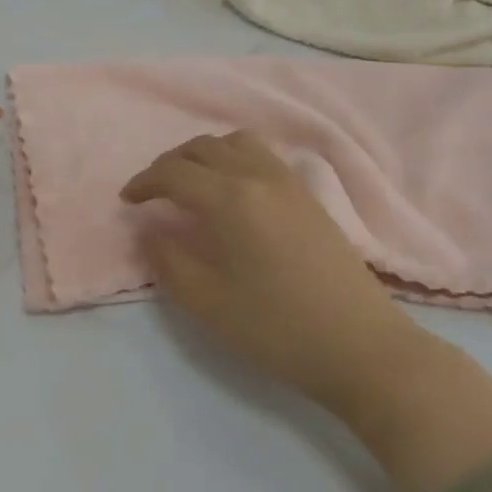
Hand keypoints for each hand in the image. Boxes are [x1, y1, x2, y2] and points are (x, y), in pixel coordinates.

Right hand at [122, 130, 491, 491]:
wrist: (363, 348)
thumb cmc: (278, 329)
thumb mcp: (208, 303)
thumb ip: (168, 260)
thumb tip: (148, 229)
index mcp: (232, 200)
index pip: (175, 172)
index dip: (144, 182)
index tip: (127, 201)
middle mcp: (260, 177)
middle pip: (204, 147)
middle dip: (170, 163)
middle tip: (153, 192)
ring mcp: (290, 183)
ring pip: (237, 143)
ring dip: (205, 154)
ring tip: (192, 184)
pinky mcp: (310, 197)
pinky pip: (262, 156)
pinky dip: (234, 159)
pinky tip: (233, 192)